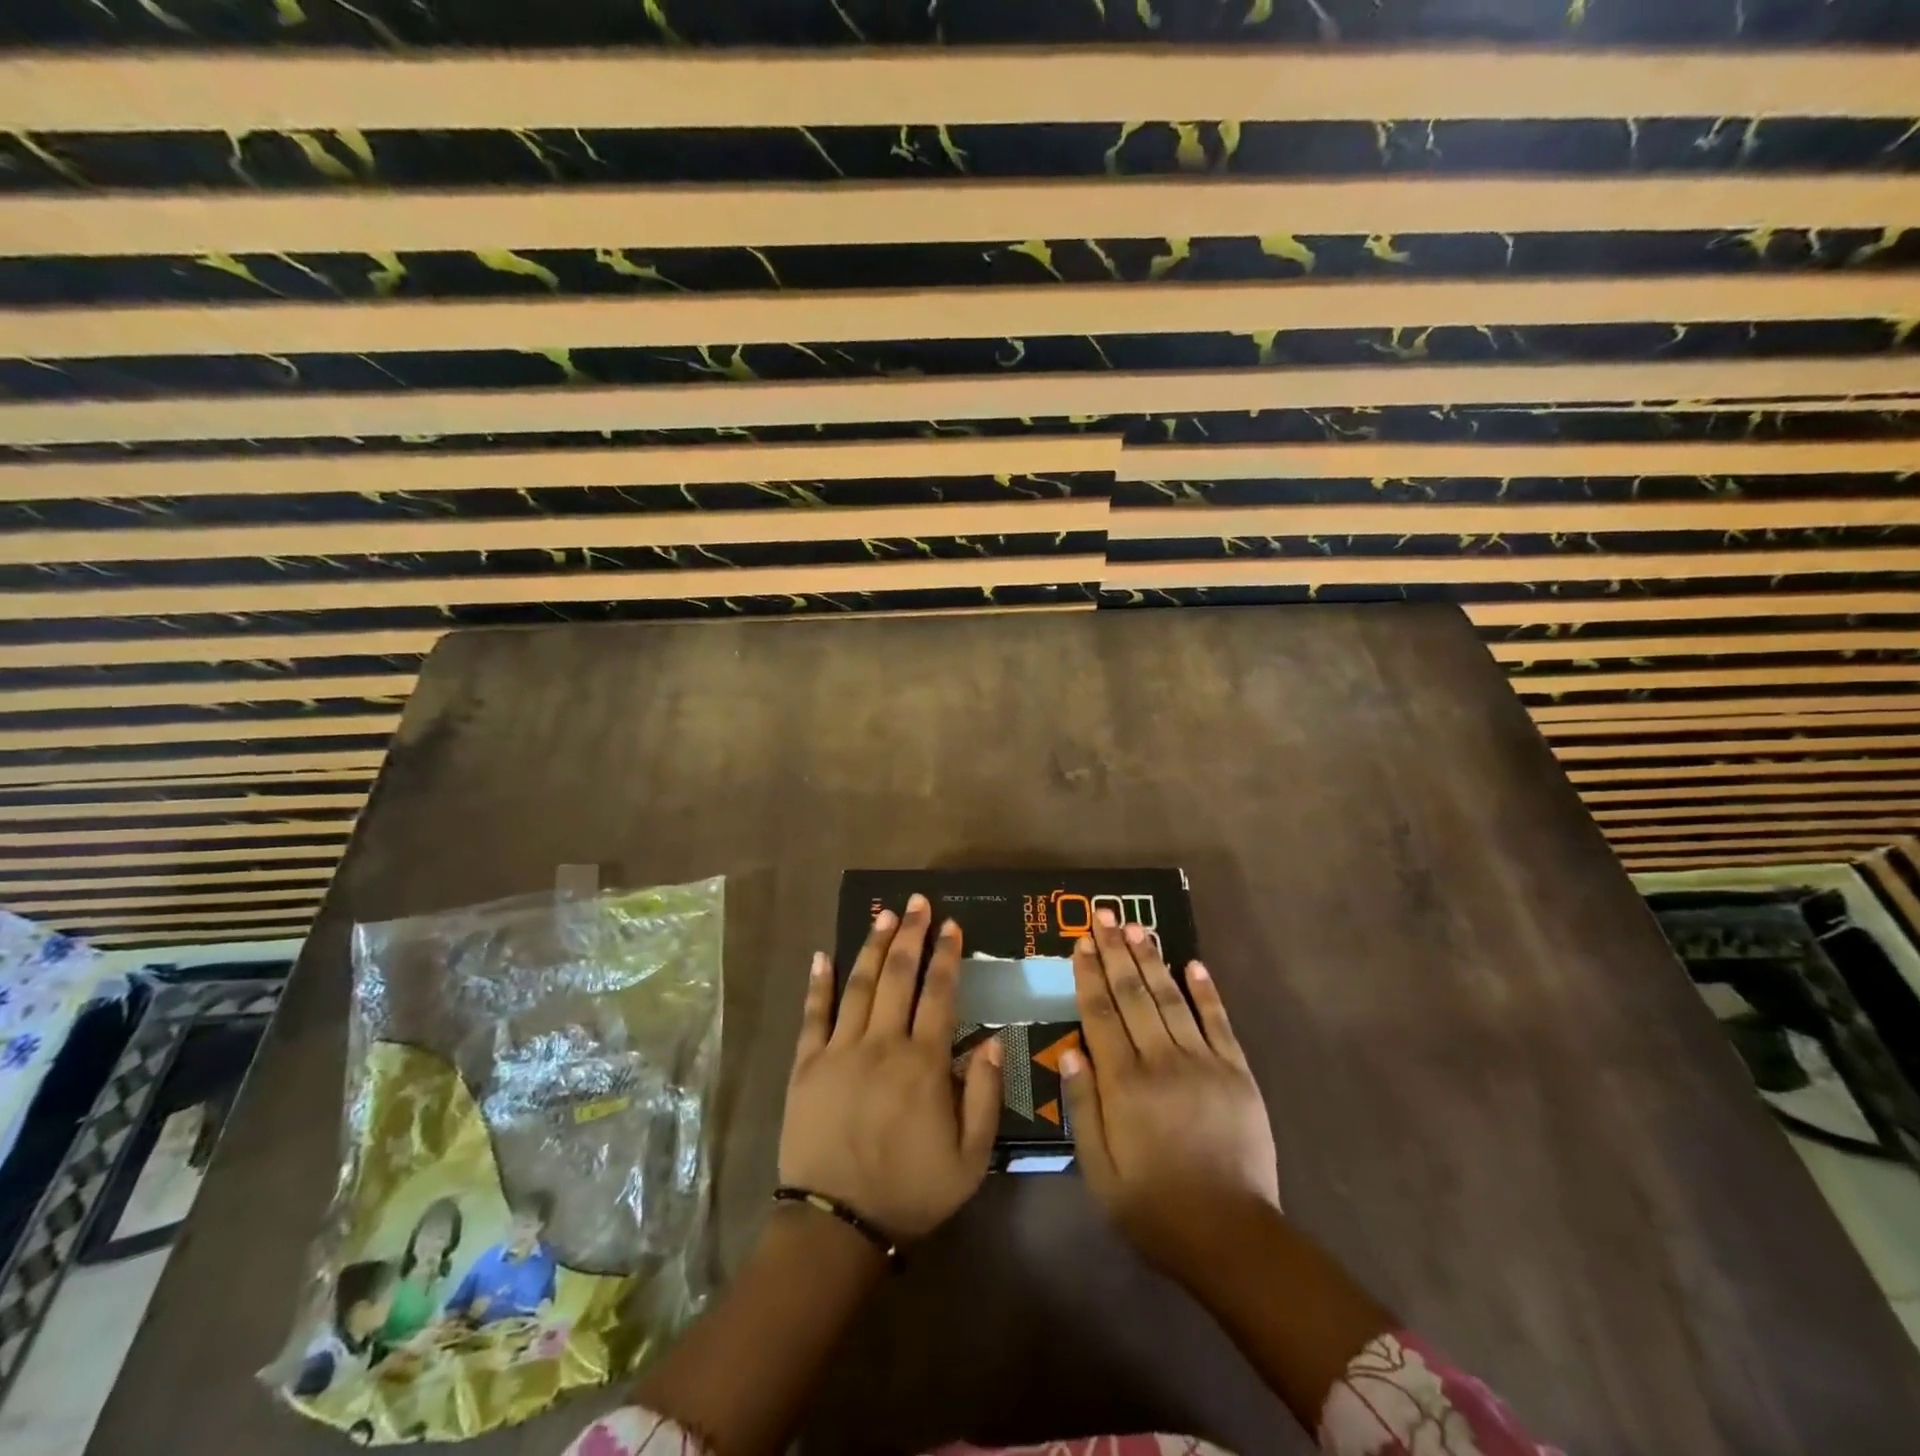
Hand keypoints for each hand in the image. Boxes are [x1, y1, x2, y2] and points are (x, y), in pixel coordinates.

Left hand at [779, 894, 1003, 1240]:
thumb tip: (995, 1042)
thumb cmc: (910, 1192)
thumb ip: (985, 1097)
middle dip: (910, 935)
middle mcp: (882, 1044)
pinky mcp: (807, 1066)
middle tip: (917, 902)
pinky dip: (818, 984)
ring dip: (872, 946)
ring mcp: (840, 1051)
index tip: (952, 925)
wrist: (837, 1227)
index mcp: (924, 1063)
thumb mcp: (969, 1159)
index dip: (947, 956)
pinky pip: (813, 1015)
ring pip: (859, 985)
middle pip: (898, 976)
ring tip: (883, 914)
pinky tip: (821, 955)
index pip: (940, 994)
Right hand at [1061, 909, 1280, 1267]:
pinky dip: (1206, 991)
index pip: (1101, 1015)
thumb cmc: (1155, 1209)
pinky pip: (1219, 1022)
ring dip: (1152, 959)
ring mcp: (1204, 1063)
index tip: (1081, 942)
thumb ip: (1083, 1109)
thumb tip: (1071, 1052)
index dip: (1089, 975)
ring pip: (1171, 999)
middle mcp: (1162, 1062)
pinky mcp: (1237, 1073)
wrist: (1233, 1238)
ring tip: (1136, 927)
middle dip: (1116, 952)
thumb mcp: (1100, 1172)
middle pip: (1134, 995)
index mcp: (1125, 1085)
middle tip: (1104, 915)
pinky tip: (1193, 963)